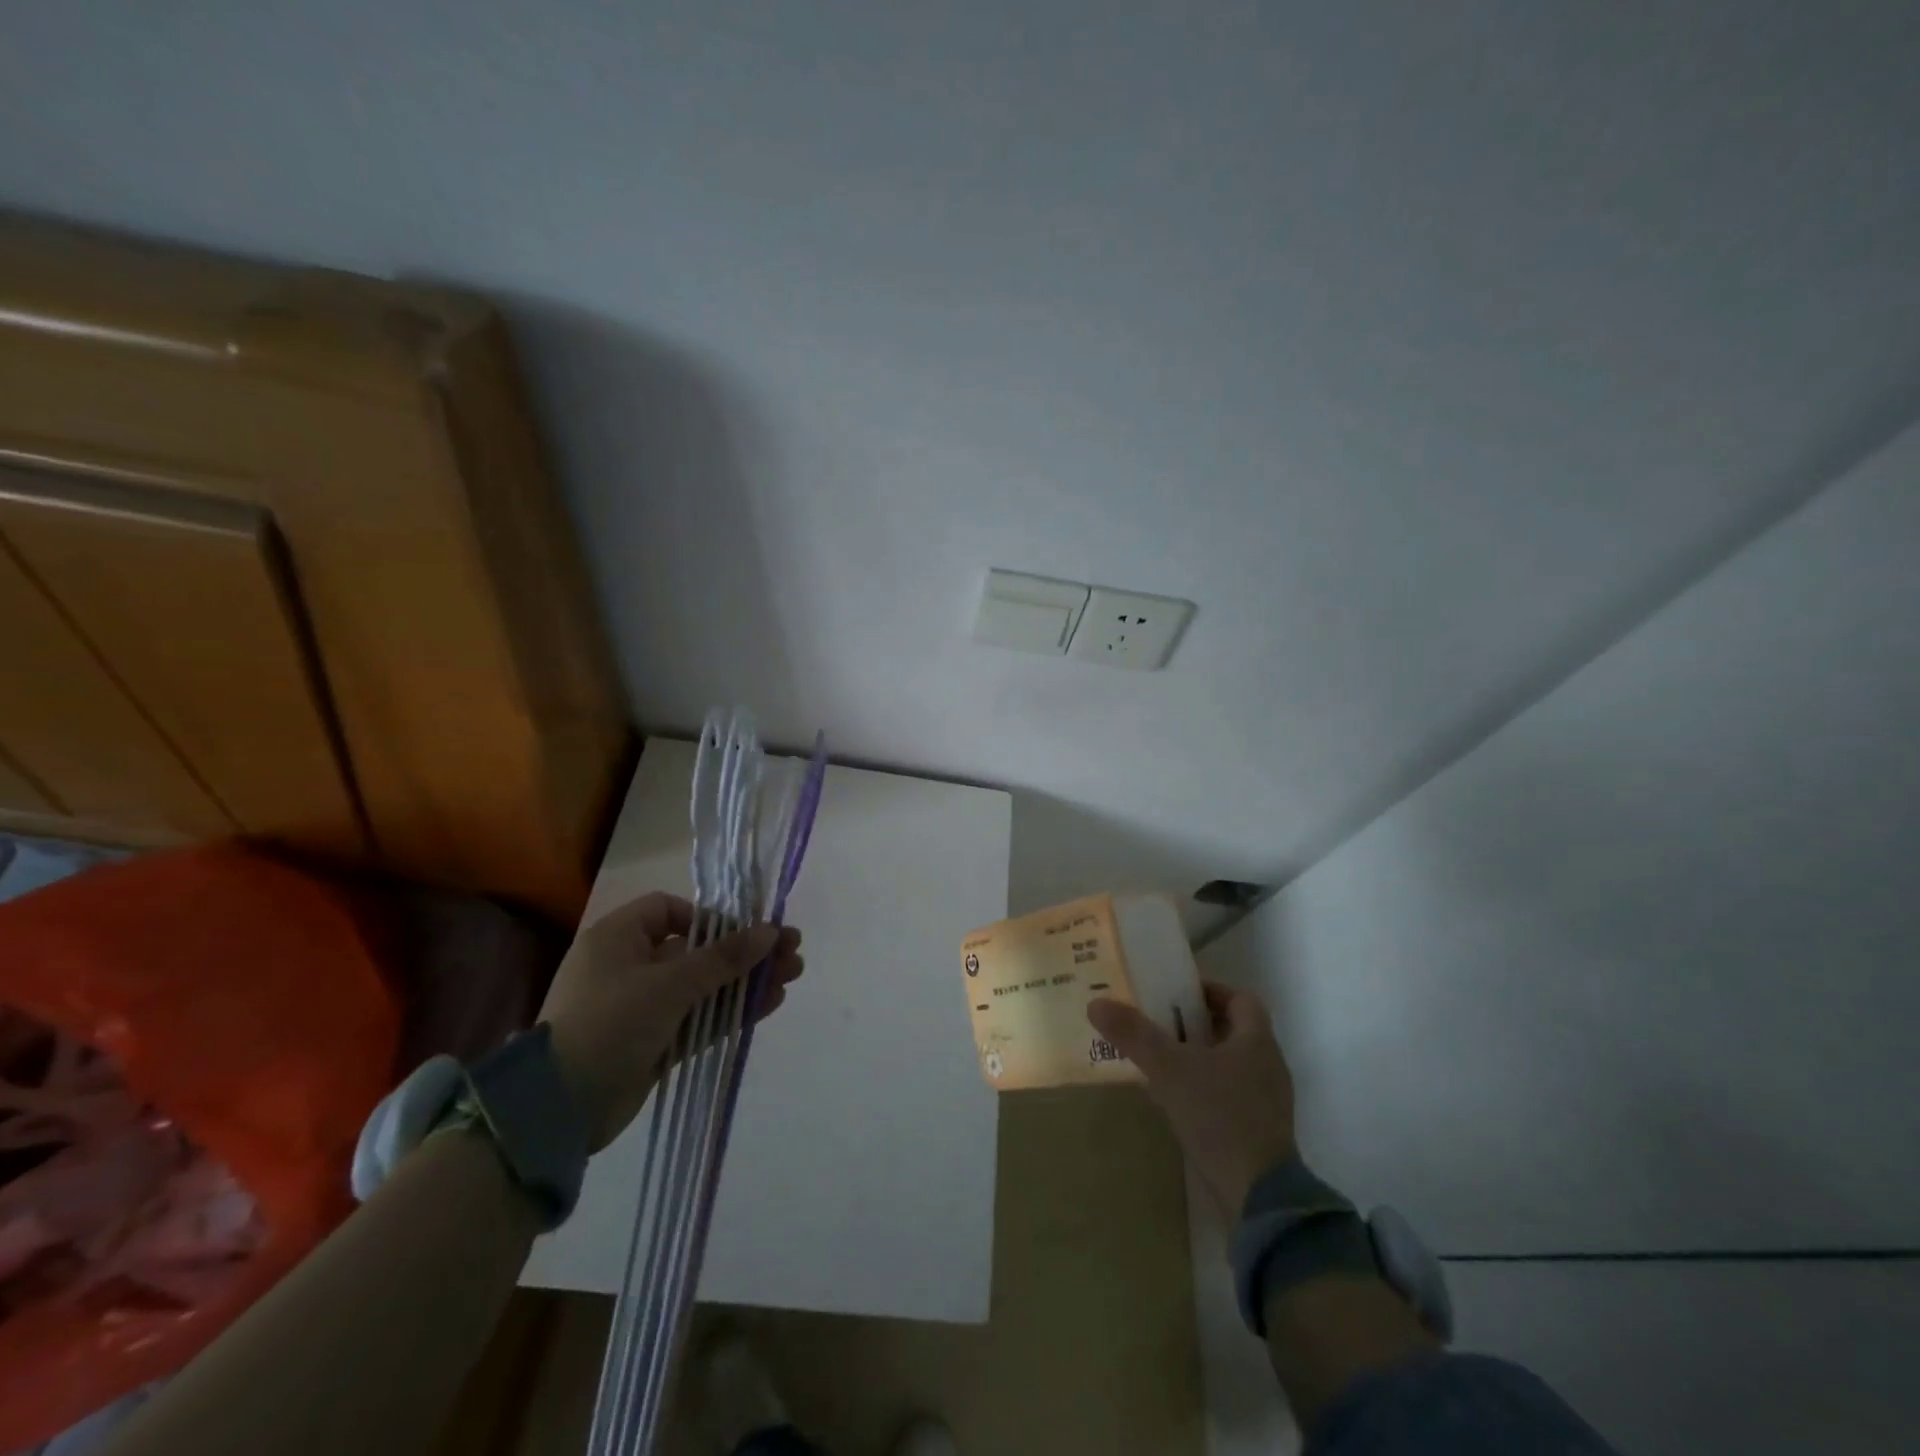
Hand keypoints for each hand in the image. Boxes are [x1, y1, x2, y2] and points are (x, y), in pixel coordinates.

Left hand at [539, 893, 803, 1150]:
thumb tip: (771, 930)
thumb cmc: (610, 1023)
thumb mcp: (670, 984)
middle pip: (699, 949)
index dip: (711, 917)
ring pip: (705, 985)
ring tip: (793, 974)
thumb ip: (724, 958)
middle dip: (746, 950)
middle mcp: (630, 966)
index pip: (670, 911)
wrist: (558, 1110)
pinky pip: (700, 1017)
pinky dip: (732, 1010)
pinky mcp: (654, 1043)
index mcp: (619, 938)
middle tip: (792, 949)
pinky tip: (771, 1002)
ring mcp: (642, 1007)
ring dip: (746, 979)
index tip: (744, 932)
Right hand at [1088, 981, 1296, 1217]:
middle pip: (1233, 1030)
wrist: (1258, 1198)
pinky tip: (1175, 1100)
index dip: (1210, 990)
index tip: (1176, 993)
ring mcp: (1267, 1102)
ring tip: (1159, 1060)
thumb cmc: (1218, 1116)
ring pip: (1230, 1064)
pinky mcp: (1259, 1132)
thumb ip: (1134, 1034)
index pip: (1240, 998)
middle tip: (1158, 1022)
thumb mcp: (1169, 1069)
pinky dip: (1204, 1089)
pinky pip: (1229, 1095)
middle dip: (1195, 1023)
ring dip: (1198, 1057)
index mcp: (1257, 1040)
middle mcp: (1268, 1065)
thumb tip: (1096, 1003)